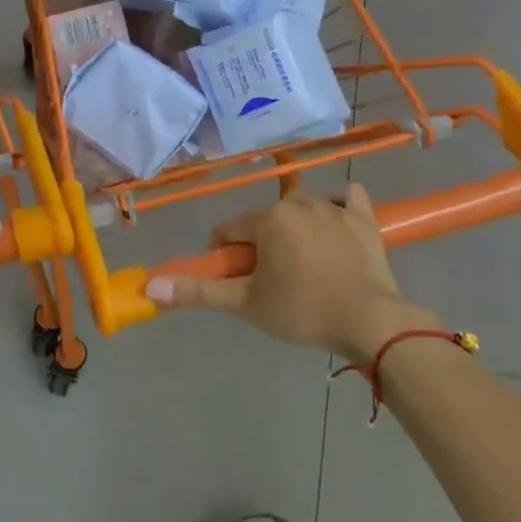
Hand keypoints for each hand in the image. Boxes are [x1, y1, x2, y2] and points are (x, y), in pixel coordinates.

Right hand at [144, 184, 440, 366]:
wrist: (371, 322)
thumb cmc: (303, 311)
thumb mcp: (245, 304)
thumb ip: (198, 291)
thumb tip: (150, 287)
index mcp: (267, 219)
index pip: (229, 232)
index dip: (228, 258)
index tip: (241, 284)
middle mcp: (297, 202)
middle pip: (264, 221)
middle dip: (262, 246)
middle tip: (274, 282)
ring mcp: (334, 206)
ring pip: (300, 210)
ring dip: (295, 230)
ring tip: (306, 267)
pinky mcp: (364, 217)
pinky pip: (346, 199)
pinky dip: (338, 208)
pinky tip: (336, 230)